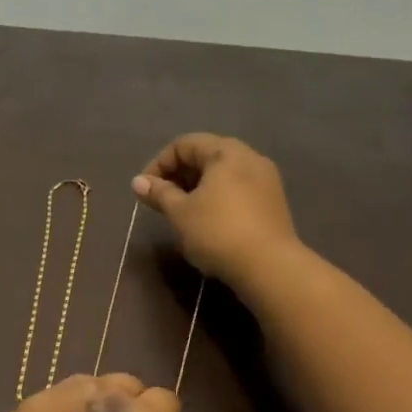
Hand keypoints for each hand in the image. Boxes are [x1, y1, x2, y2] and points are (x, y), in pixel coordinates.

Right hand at [132, 133, 299, 284]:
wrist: (269, 267)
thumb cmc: (217, 232)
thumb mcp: (180, 212)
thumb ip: (158, 193)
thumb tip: (138, 182)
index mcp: (226, 152)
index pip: (184, 144)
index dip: (159, 164)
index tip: (146, 190)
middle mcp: (250, 158)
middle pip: (206, 156)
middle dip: (178, 175)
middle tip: (161, 201)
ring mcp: (266, 180)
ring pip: (223, 174)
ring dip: (197, 188)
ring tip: (182, 212)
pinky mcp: (273, 202)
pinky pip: (238, 190)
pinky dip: (217, 198)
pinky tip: (208, 221)